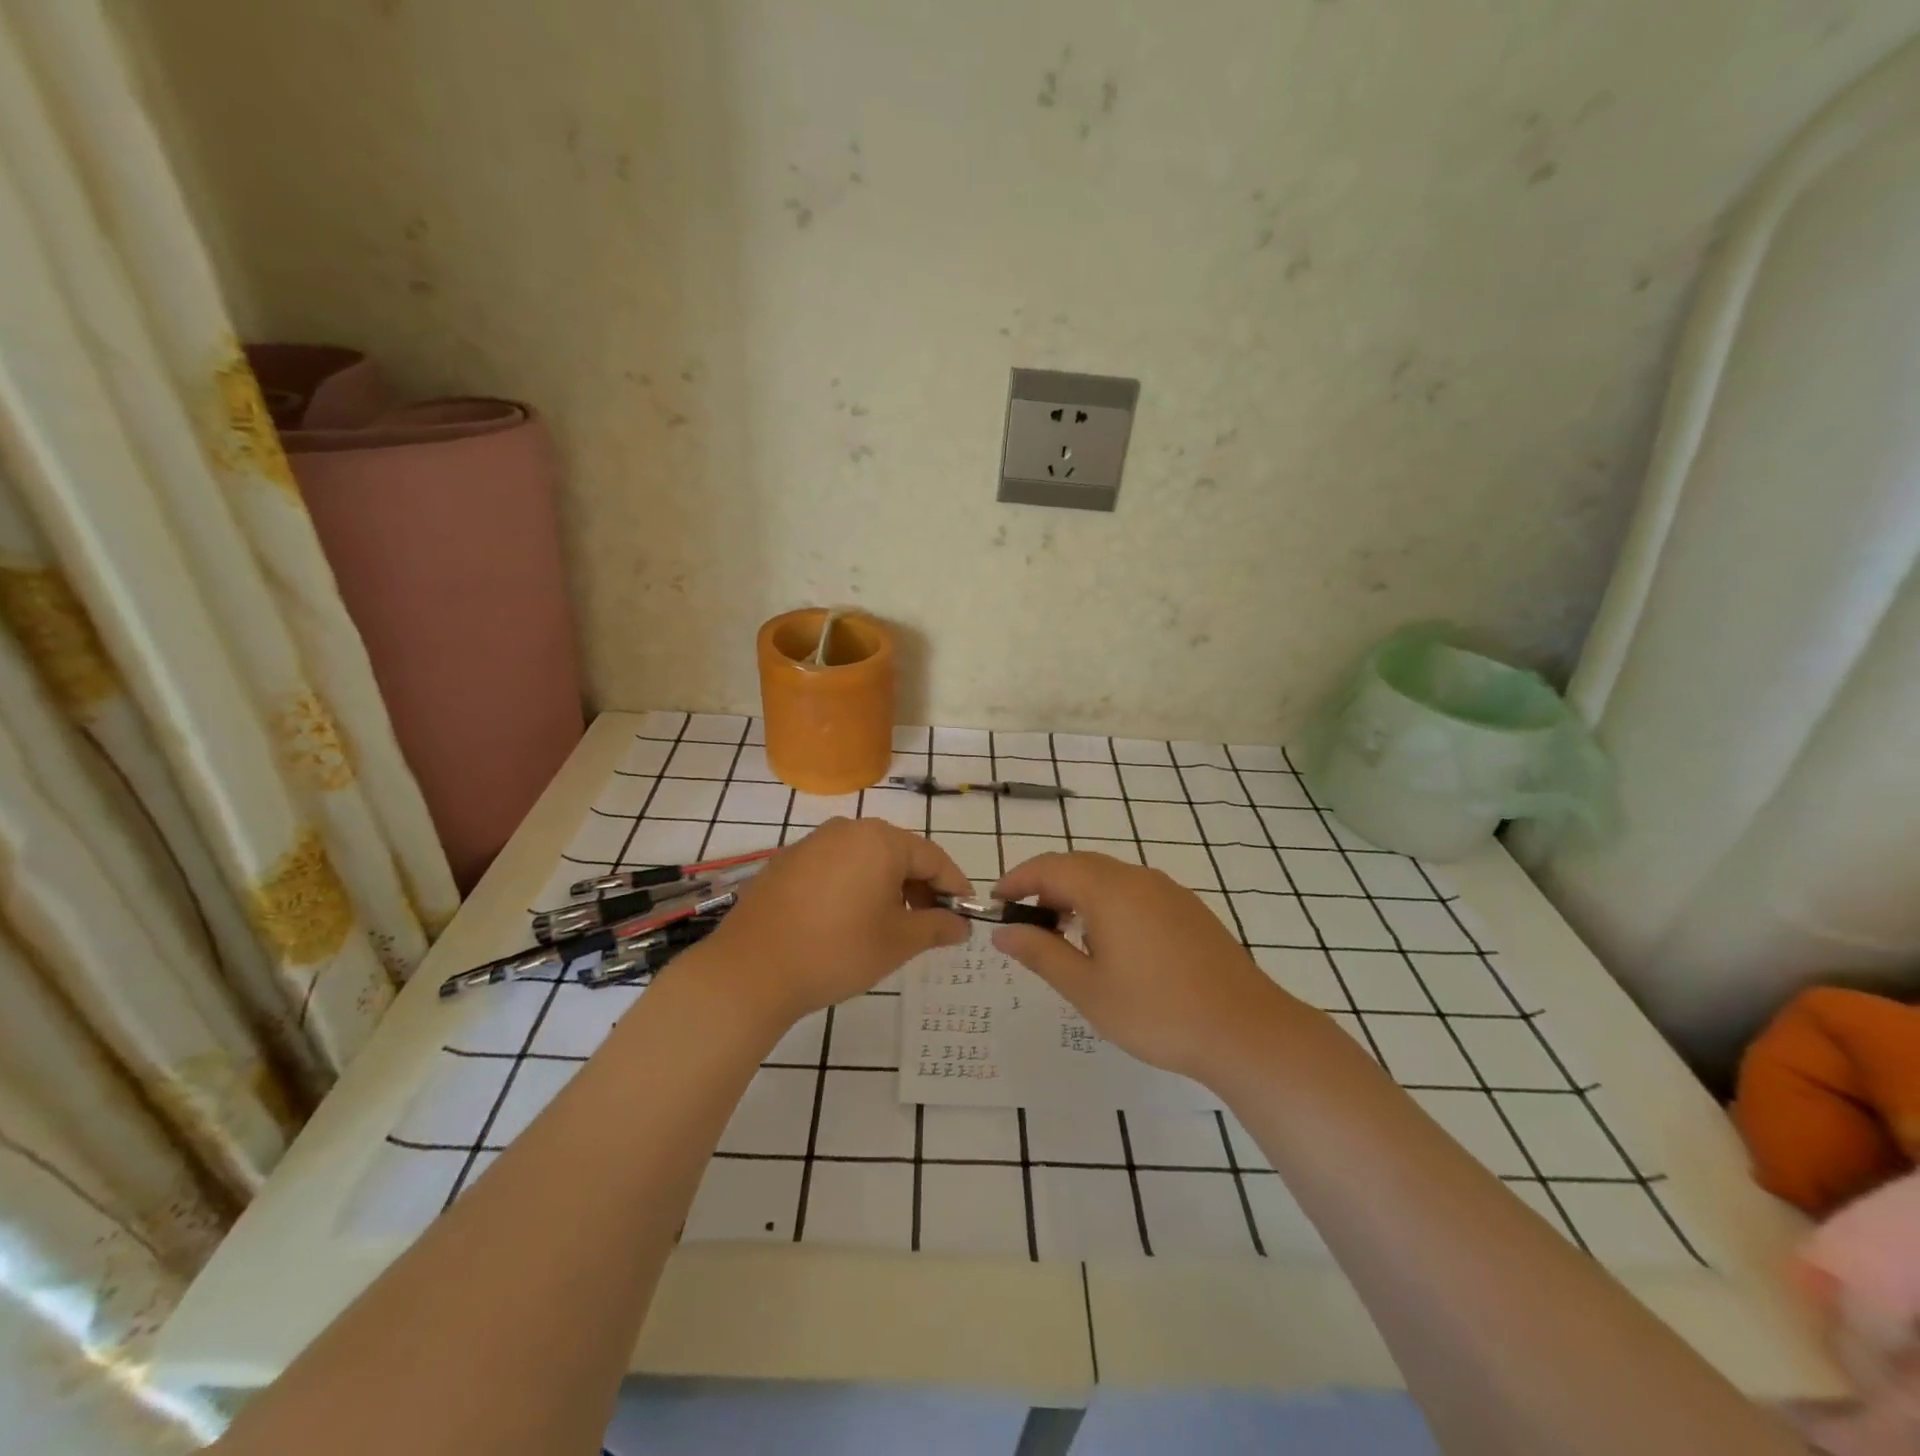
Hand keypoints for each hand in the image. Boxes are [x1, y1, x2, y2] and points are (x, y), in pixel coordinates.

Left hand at [697, 818, 970, 1025]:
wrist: (751, 970)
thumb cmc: (837, 951)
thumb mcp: (898, 942)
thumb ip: (937, 927)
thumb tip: (961, 925)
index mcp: (881, 840)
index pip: (933, 858)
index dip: (955, 886)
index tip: (967, 914)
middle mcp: (847, 830)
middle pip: (899, 854)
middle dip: (920, 887)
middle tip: (931, 924)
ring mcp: (812, 844)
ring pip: (866, 860)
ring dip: (887, 888)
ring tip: (891, 926)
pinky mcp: (787, 863)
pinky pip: (835, 868)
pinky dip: (854, 888)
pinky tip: (849, 921)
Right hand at [992, 852, 1301, 1083]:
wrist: (1245, 1029)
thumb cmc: (1156, 1011)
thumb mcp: (1087, 988)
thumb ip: (1041, 953)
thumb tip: (1004, 931)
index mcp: (1108, 889)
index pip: (1049, 867)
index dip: (1018, 879)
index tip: (997, 902)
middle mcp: (1137, 878)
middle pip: (1079, 866)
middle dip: (1046, 887)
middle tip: (1028, 924)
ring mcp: (1168, 891)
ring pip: (1109, 878)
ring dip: (1078, 895)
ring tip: (1066, 937)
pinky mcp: (1189, 910)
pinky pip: (1135, 891)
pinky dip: (1108, 904)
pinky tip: (1112, 944)